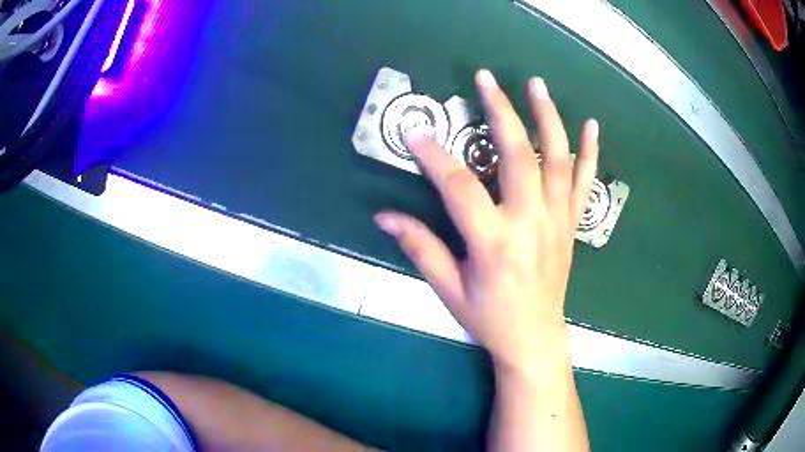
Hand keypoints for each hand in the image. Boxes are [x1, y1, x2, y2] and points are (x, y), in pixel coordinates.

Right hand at [374, 70, 598, 375]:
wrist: (535, 338)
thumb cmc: (489, 318)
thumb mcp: (448, 288)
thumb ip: (419, 247)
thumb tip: (383, 216)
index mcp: (493, 243)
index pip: (458, 187)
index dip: (434, 156)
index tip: (415, 131)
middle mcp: (529, 224)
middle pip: (517, 156)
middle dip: (501, 111)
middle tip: (486, 78)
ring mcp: (556, 221)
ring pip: (556, 160)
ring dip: (548, 118)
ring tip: (537, 84)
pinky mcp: (571, 224)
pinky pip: (585, 183)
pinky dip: (590, 152)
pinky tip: (592, 124)